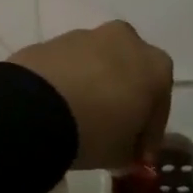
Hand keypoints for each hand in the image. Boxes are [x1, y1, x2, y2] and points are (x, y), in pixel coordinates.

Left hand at [7, 21, 172, 169]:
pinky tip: (57, 106)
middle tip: (111, 130)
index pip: (159, 106)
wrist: (33, 109)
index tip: (138, 156)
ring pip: (98, 65)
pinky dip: (67, 81)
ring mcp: (85, 36)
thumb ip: (131, 149)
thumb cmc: (94, 131)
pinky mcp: (51, 41)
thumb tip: (126, 149)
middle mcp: (125, 41)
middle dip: (123, 100)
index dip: (148, 134)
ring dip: (94, 86)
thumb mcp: (122, 154)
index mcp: (156, 66)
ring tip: (79, 118)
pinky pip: (68, 66)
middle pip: (130, 75)